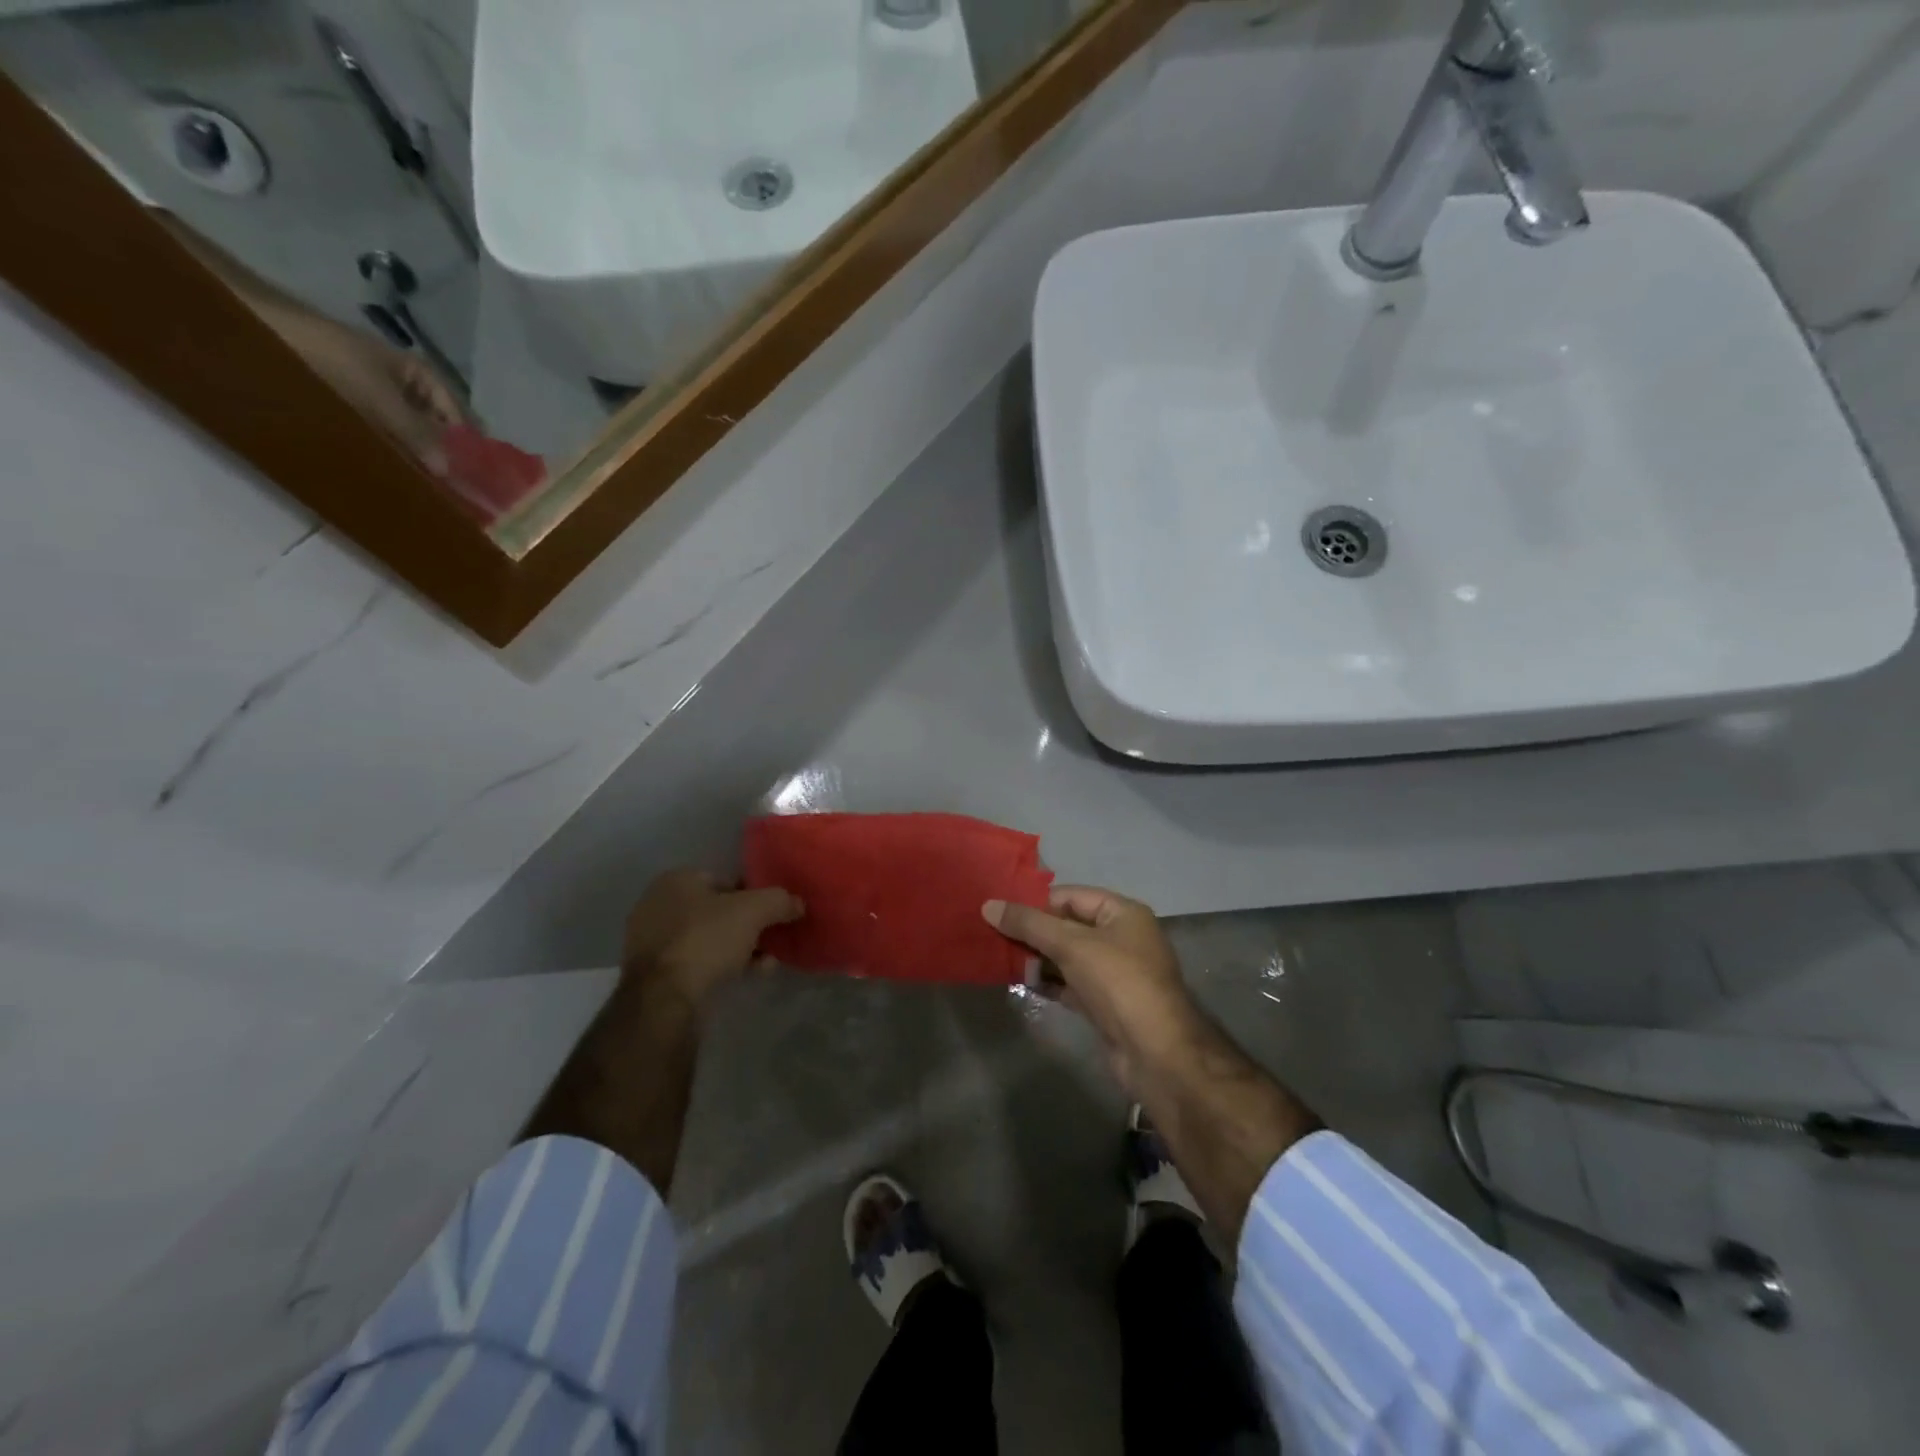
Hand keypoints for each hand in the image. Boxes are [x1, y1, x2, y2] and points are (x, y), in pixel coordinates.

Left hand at [622, 870, 803, 1012]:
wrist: (663, 998)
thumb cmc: (707, 940)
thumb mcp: (754, 911)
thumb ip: (780, 901)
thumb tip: (797, 903)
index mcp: (676, 880)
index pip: (726, 880)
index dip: (753, 896)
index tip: (772, 915)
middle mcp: (658, 904)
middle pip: (718, 911)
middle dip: (748, 926)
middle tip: (770, 941)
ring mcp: (652, 940)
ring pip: (709, 938)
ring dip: (739, 948)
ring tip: (765, 964)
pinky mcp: (653, 972)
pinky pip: (696, 960)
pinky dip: (720, 965)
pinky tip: (745, 976)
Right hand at [983, 886, 1201, 1091]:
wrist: (1156, 1053)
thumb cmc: (1118, 982)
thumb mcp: (1071, 945)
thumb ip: (1029, 924)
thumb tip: (989, 905)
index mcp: (1123, 913)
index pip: (1071, 896)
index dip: (1036, 902)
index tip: (1000, 910)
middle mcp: (1122, 938)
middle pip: (1068, 926)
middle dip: (1033, 931)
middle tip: (993, 934)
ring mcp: (1114, 973)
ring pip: (1068, 957)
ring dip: (1037, 958)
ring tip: (1000, 957)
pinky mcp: (1105, 1004)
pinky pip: (1071, 983)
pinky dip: (1048, 982)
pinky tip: (1021, 982)